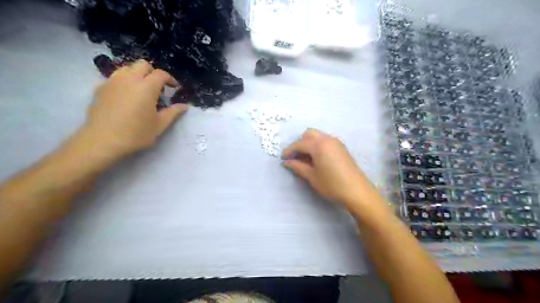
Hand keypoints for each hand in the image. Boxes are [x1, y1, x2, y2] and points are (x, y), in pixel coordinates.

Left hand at [82, 60, 187, 158]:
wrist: (103, 141)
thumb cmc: (136, 133)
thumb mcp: (160, 125)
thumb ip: (173, 112)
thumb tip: (184, 106)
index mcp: (147, 87)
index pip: (161, 74)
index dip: (170, 79)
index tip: (175, 88)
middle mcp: (129, 79)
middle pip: (143, 65)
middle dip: (153, 73)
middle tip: (158, 87)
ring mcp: (112, 82)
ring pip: (127, 68)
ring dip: (137, 74)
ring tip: (141, 90)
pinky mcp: (100, 88)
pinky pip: (115, 77)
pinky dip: (125, 81)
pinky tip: (126, 97)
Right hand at [283, 128, 376, 207]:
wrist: (357, 191)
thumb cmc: (332, 184)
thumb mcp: (312, 176)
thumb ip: (298, 166)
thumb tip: (286, 162)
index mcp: (318, 145)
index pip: (299, 144)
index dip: (289, 151)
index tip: (282, 158)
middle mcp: (327, 139)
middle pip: (308, 134)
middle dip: (299, 143)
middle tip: (295, 157)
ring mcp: (336, 142)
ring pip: (318, 136)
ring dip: (309, 144)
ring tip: (305, 159)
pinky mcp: (341, 148)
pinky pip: (325, 141)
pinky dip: (317, 146)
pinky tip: (317, 159)